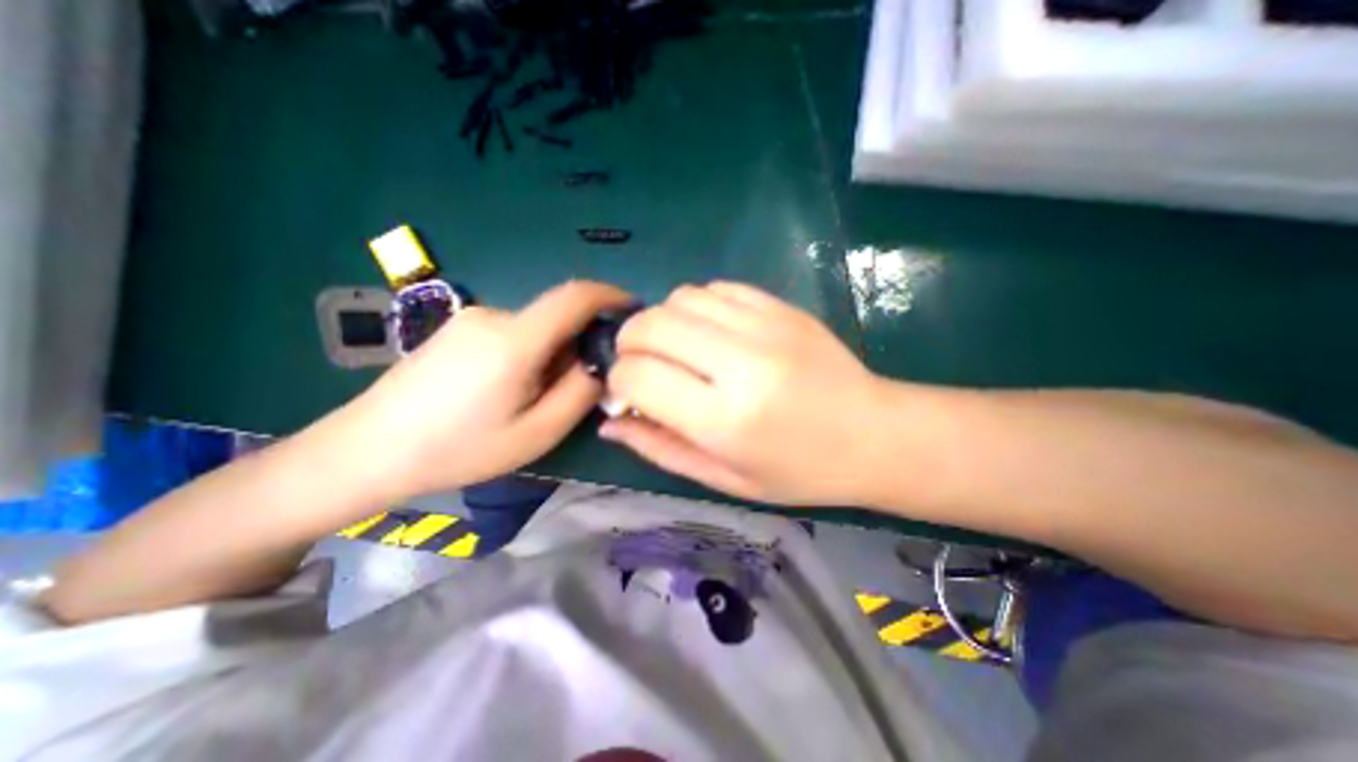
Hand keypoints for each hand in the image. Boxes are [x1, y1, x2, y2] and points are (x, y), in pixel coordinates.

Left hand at [346, 280, 626, 498]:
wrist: (365, 450)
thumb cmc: (458, 449)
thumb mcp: (537, 433)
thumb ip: (580, 394)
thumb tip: (600, 365)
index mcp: (515, 341)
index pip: (575, 296)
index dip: (609, 295)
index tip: (632, 309)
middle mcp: (494, 317)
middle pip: (556, 320)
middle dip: (575, 349)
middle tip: (567, 393)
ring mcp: (470, 319)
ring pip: (535, 330)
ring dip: (548, 357)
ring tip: (526, 401)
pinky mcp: (456, 329)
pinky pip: (511, 334)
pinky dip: (525, 356)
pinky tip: (499, 392)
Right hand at [601, 279, 881, 505]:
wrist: (874, 435)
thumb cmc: (798, 471)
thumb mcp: (724, 477)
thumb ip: (660, 447)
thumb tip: (609, 421)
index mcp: (725, 418)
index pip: (638, 377)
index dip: (619, 382)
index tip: (626, 393)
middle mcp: (741, 363)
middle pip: (651, 325)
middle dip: (630, 343)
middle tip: (640, 366)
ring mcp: (765, 326)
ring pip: (680, 298)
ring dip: (662, 322)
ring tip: (677, 350)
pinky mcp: (781, 307)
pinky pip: (716, 287)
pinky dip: (697, 306)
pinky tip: (710, 332)